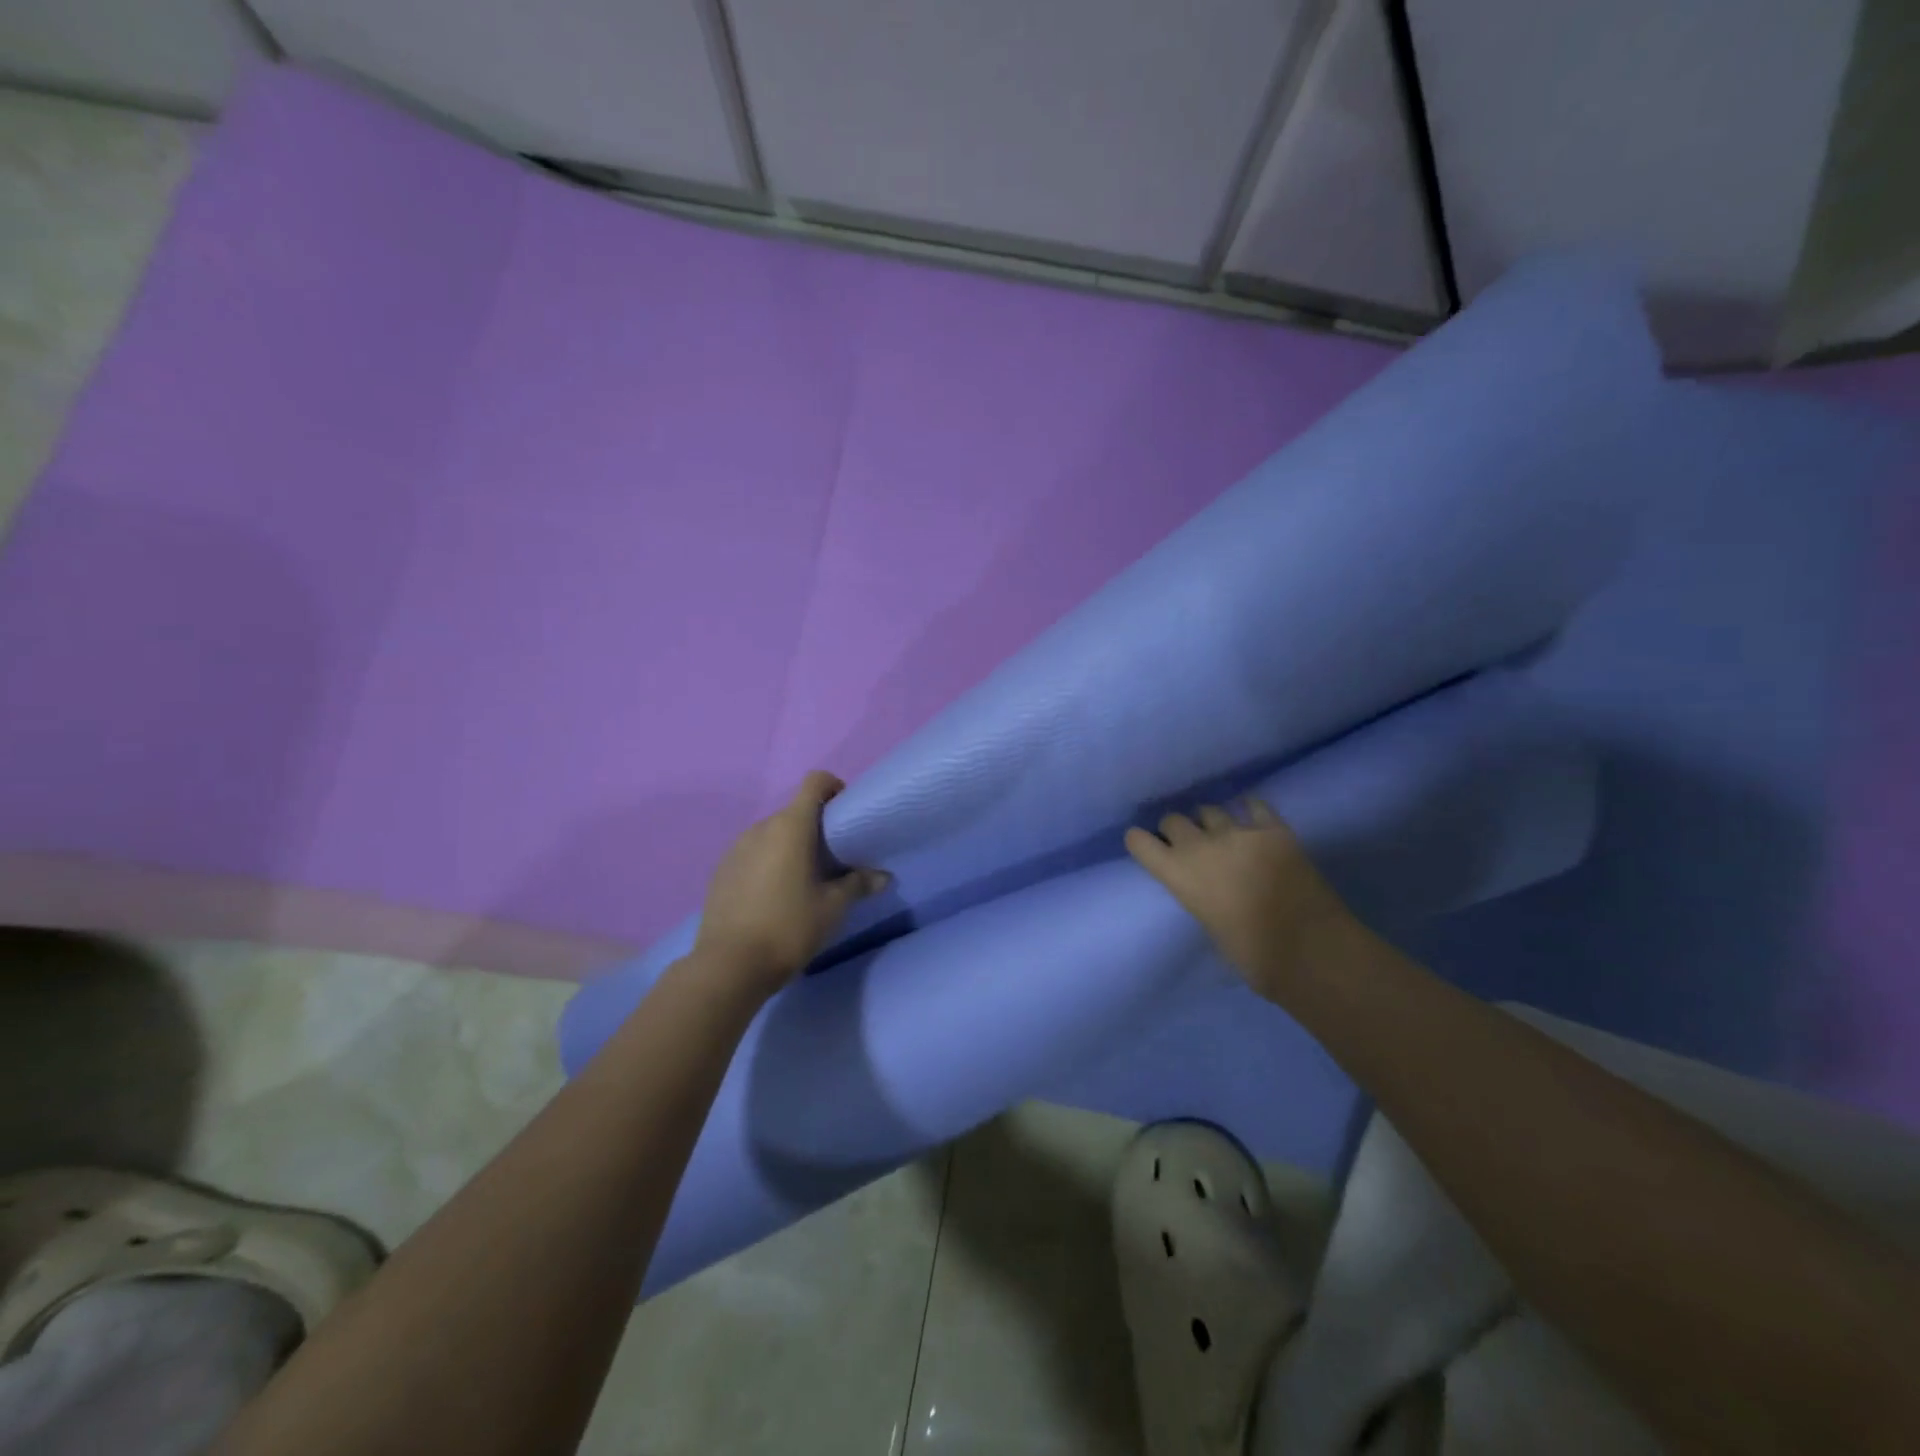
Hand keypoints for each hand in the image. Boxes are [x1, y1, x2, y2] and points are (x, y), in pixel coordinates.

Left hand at [692, 770, 889, 996]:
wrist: (728, 965)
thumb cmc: (789, 927)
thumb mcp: (832, 908)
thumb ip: (858, 884)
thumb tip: (883, 876)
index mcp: (791, 826)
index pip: (815, 782)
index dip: (834, 788)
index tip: (846, 815)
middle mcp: (761, 827)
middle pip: (794, 811)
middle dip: (815, 827)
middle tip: (832, 859)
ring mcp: (736, 848)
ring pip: (772, 834)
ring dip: (789, 846)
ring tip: (802, 880)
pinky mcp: (721, 870)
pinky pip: (752, 853)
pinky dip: (767, 863)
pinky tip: (773, 896)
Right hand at [1125, 799, 1360, 1001]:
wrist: (1310, 951)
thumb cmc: (1252, 956)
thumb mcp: (1207, 924)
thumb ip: (1198, 895)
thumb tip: (1207, 886)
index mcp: (1177, 874)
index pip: (1139, 842)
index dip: (1141, 842)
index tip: (1148, 847)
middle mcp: (1201, 845)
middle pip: (1174, 820)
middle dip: (1177, 830)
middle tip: (1190, 845)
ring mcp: (1239, 832)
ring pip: (1210, 810)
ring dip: (1210, 822)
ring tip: (1222, 833)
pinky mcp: (1274, 829)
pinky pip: (1254, 805)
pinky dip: (1249, 811)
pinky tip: (1252, 819)